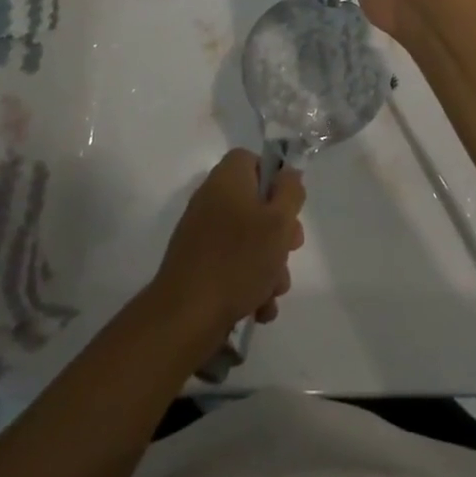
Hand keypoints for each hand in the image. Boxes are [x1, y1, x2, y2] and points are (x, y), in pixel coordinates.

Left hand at [154, 149, 304, 340]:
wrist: (185, 316)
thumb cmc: (238, 260)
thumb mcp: (278, 222)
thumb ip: (290, 191)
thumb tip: (288, 175)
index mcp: (227, 179)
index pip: (252, 160)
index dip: (274, 179)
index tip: (288, 207)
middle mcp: (211, 200)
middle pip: (255, 204)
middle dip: (278, 232)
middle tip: (290, 250)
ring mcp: (202, 234)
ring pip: (248, 240)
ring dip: (268, 265)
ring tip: (273, 292)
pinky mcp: (198, 265)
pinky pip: (232, 265)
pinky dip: (249, 284)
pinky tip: (259, 308)